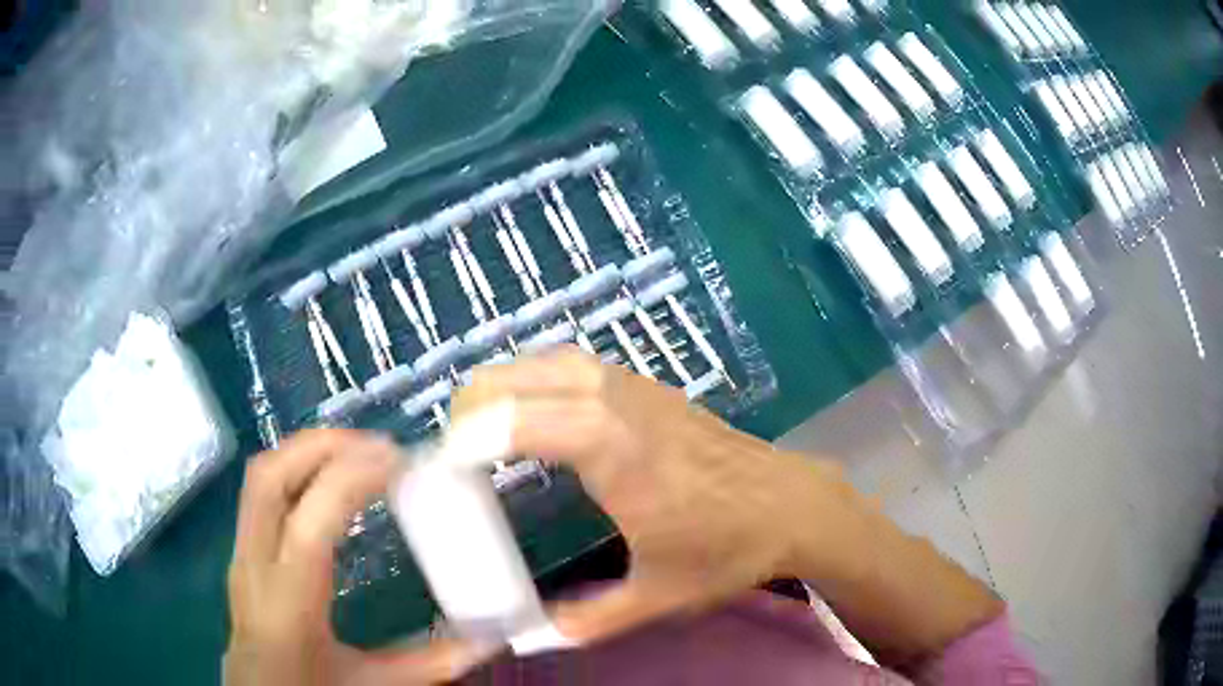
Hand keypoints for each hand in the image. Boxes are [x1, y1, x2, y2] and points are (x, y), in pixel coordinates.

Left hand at [224, 429, 496, 685]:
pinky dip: (296, 471)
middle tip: (376, 446)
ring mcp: (241, 553)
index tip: (397, 460)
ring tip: (356, 455)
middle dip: (322, 447)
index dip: (351, 479)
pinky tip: (328, 484)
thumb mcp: (370, 684)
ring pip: (260, 476)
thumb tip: (488, 641)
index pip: (310, 521)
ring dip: (307, 452)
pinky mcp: (242, 551)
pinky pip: (262, 492)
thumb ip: (429, 663)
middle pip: (270, 477)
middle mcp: (255, 565)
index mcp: (289, 602)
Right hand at [455, 347, 1002, 666]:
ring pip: (546, 360)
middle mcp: (617, 404)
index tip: (441, 470)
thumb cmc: (728, 549)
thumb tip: (530, 634)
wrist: (793, 504)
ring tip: (481, 426)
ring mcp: (634, 387)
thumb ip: (585, 620)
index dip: (468, 439)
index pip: (517, 422)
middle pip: (520, 378)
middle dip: (473, 406)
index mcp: (614, 453)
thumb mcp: (655, 595)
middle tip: (455, 452)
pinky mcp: (647, 386)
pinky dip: (536, 377)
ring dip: (503, 384)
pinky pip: (573, 364)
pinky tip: (531, 410)